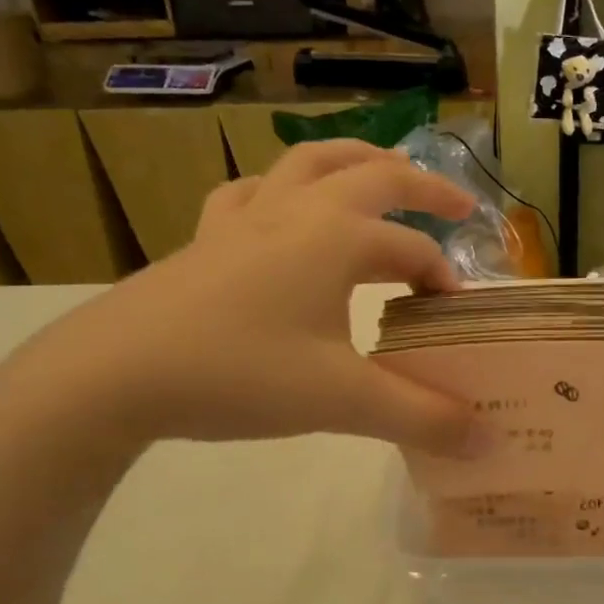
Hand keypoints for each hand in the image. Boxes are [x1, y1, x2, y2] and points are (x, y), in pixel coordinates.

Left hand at [15, 140, 486, 452]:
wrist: (114, 375)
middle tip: (458, 206)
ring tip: (381, 173)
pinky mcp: (206, 238)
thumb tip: (488, 442)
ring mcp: (245, 218)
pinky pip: (251, 193)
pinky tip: (281, 209)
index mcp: (337, 237)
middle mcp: (297, 211)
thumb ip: (422, 418)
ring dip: (355, 162)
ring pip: (309, 163)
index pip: (413, 251)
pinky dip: (280, 190)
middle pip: (374, 175)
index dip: (444, 283)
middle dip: (424, 187)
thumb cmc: (239, 374)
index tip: (456, 322)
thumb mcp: (342, 401)